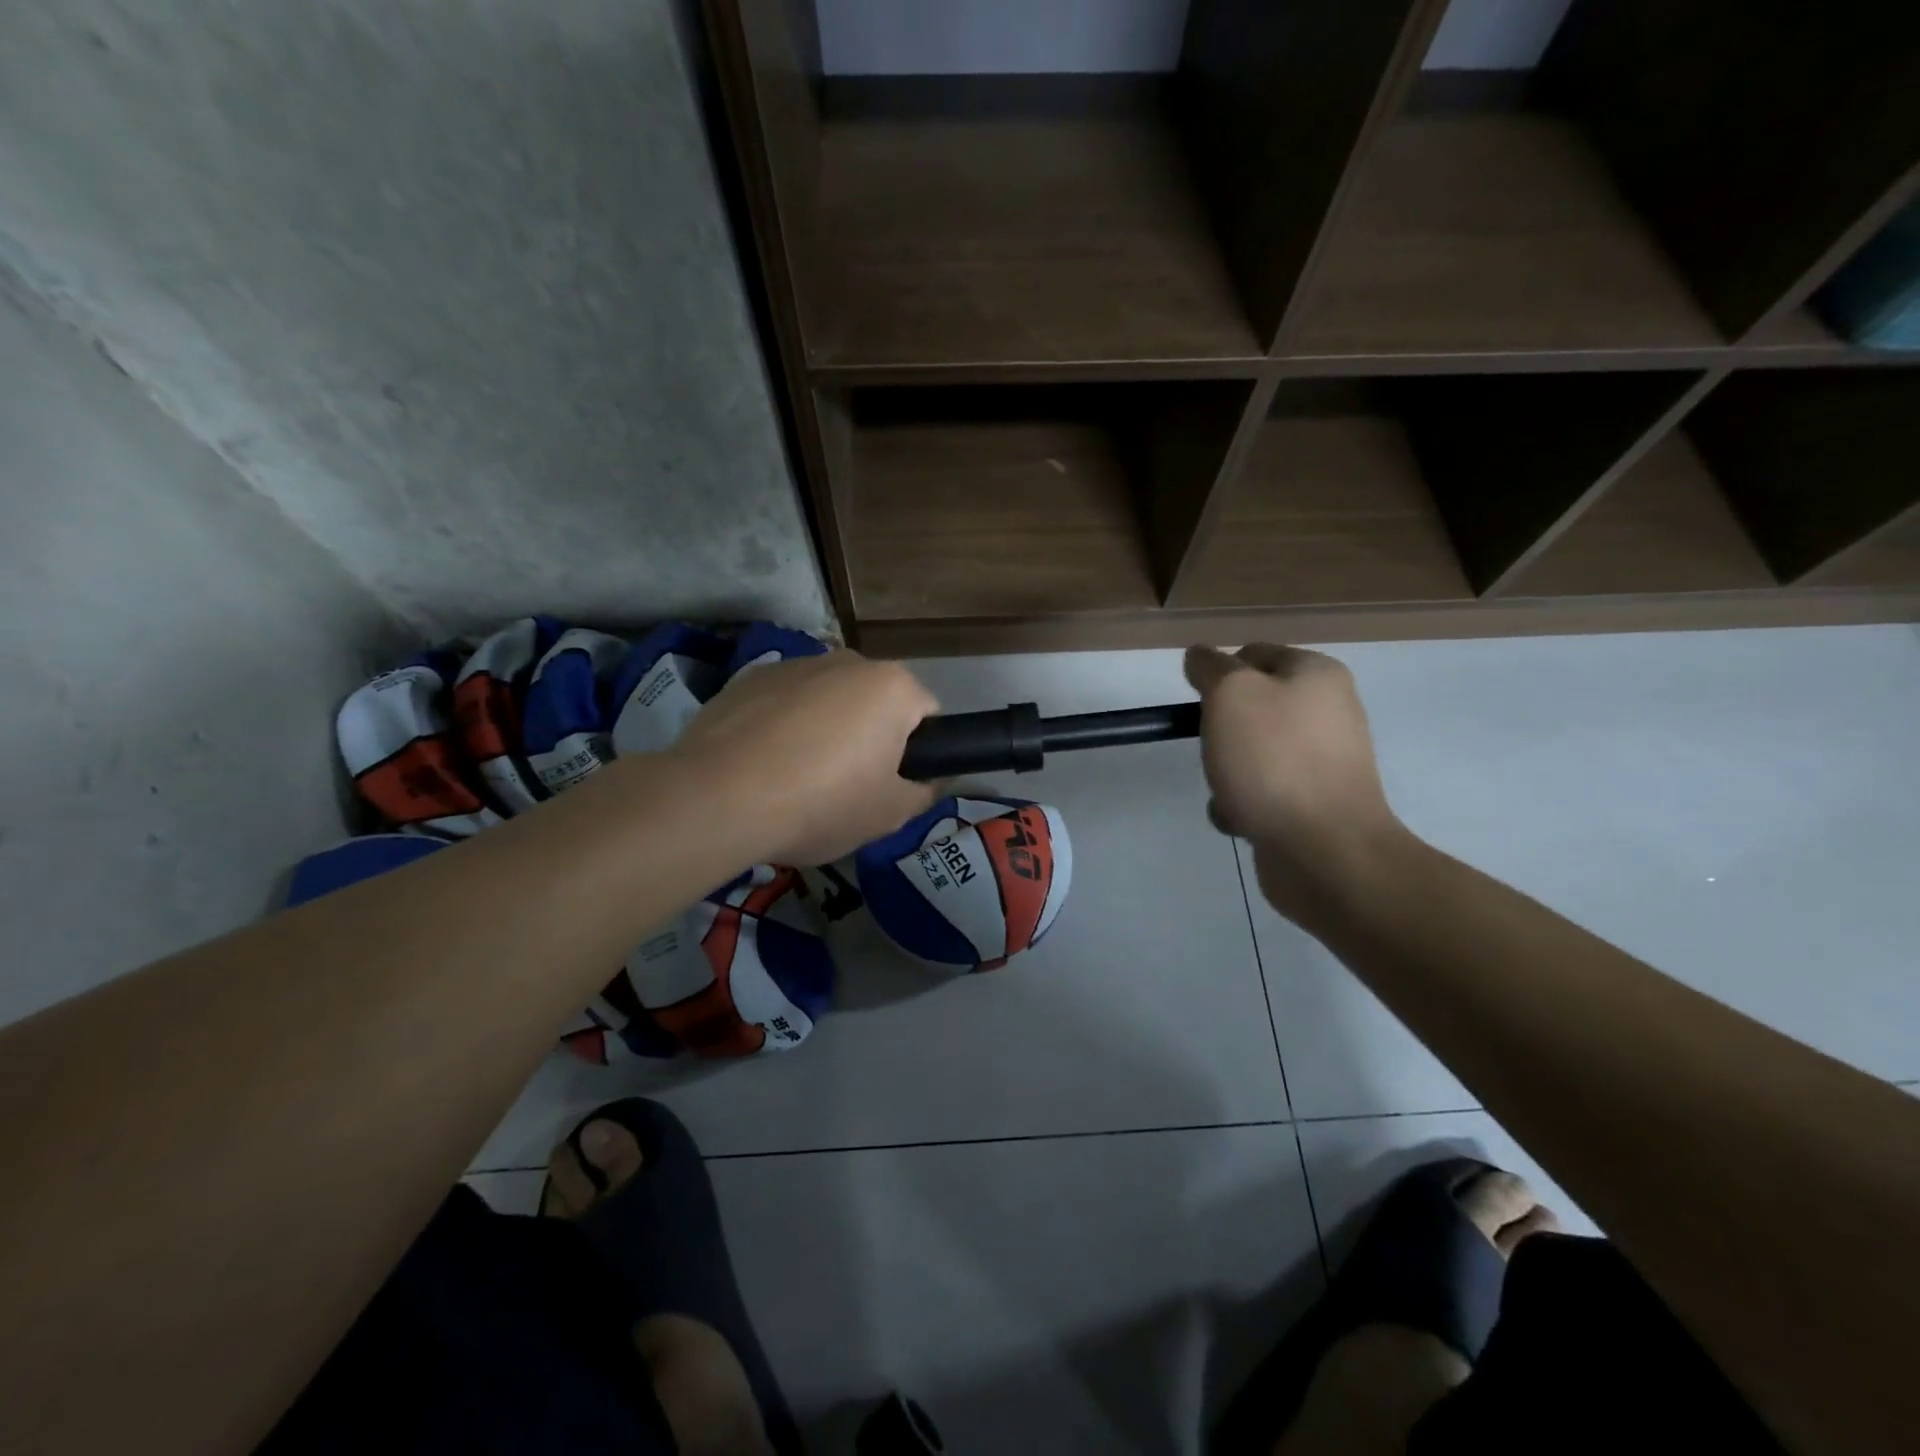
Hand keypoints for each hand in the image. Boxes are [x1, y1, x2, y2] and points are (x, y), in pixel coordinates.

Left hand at [671, 650, 940, 865]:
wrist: (719, 799)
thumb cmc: (822, 803)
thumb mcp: (889, 815)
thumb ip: (923, 793)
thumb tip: (927, 781)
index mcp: (892, 687)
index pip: (926, 714)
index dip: (917, 752)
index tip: (892, 784)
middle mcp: (847, 661)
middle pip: (874, 701)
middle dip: (868, 735)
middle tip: (848, 786)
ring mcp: (793, 664)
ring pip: (826, 699)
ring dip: (824, 728)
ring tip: (796, 777)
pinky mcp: (747, 678)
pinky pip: (782, 703)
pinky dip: (781, 726)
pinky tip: (762, 765)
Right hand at [1184, 644, 1408, 916]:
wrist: (1324, 850)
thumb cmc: (1274, 760)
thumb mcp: (1231, 694)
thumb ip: (1210, 667)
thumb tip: (1200, 656)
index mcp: (1316, 675)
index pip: (1252, 654)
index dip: (1218, 674)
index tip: (1199, 705)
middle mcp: (1327, 711)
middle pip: (1250, 707)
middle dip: (1220, 730)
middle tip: (1214, 749)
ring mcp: (1323, 761)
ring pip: (1251, 752)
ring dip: (1226, 771)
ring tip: (1227, 791)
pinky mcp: (1314, 803)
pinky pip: (1262, 792)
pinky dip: (1242, 805)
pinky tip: (1240, 819)